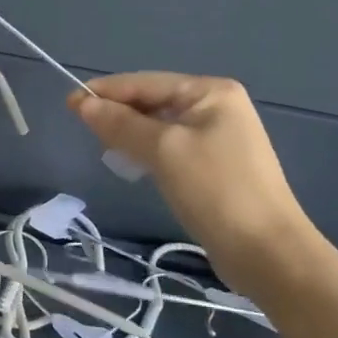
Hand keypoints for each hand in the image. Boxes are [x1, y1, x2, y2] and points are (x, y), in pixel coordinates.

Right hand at [69, 73, 315, 294]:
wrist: (269, 255)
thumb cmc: (216, 191)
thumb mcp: (163, 151)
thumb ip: (120, 124)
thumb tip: (82, 103)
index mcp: (211, 92)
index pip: (145, 82)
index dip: (105, 92)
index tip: (68, 103)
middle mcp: (217, 107)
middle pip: (152, 101)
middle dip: (118, 113)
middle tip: (85, 130)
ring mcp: (219, 137)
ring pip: (159, 126)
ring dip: (130, 133)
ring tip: (106, 149)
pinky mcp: (215, 166)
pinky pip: (170, 147)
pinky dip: (146, 151)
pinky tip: (132, 164)